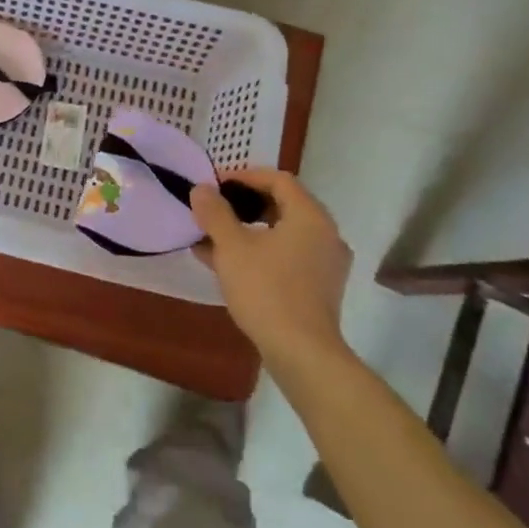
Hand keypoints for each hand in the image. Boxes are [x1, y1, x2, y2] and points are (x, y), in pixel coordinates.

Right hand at [191, 168, 352, 362]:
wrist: (301, 351)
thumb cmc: (266, 289)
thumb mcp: (231, 247)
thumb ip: (215, 213)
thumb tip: (202, 189)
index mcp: (310, 217)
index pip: (278, 180)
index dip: (244, 176)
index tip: (215, 185)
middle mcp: (325, 234)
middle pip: (282, 205)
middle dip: (243, 205)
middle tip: (213, 210)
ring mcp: (326, 263)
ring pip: (283, 233)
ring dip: (247, 231)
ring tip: (212, 239)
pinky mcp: (320, 287)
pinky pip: (287, 256)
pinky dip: (260, 252)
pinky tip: (228, 265)